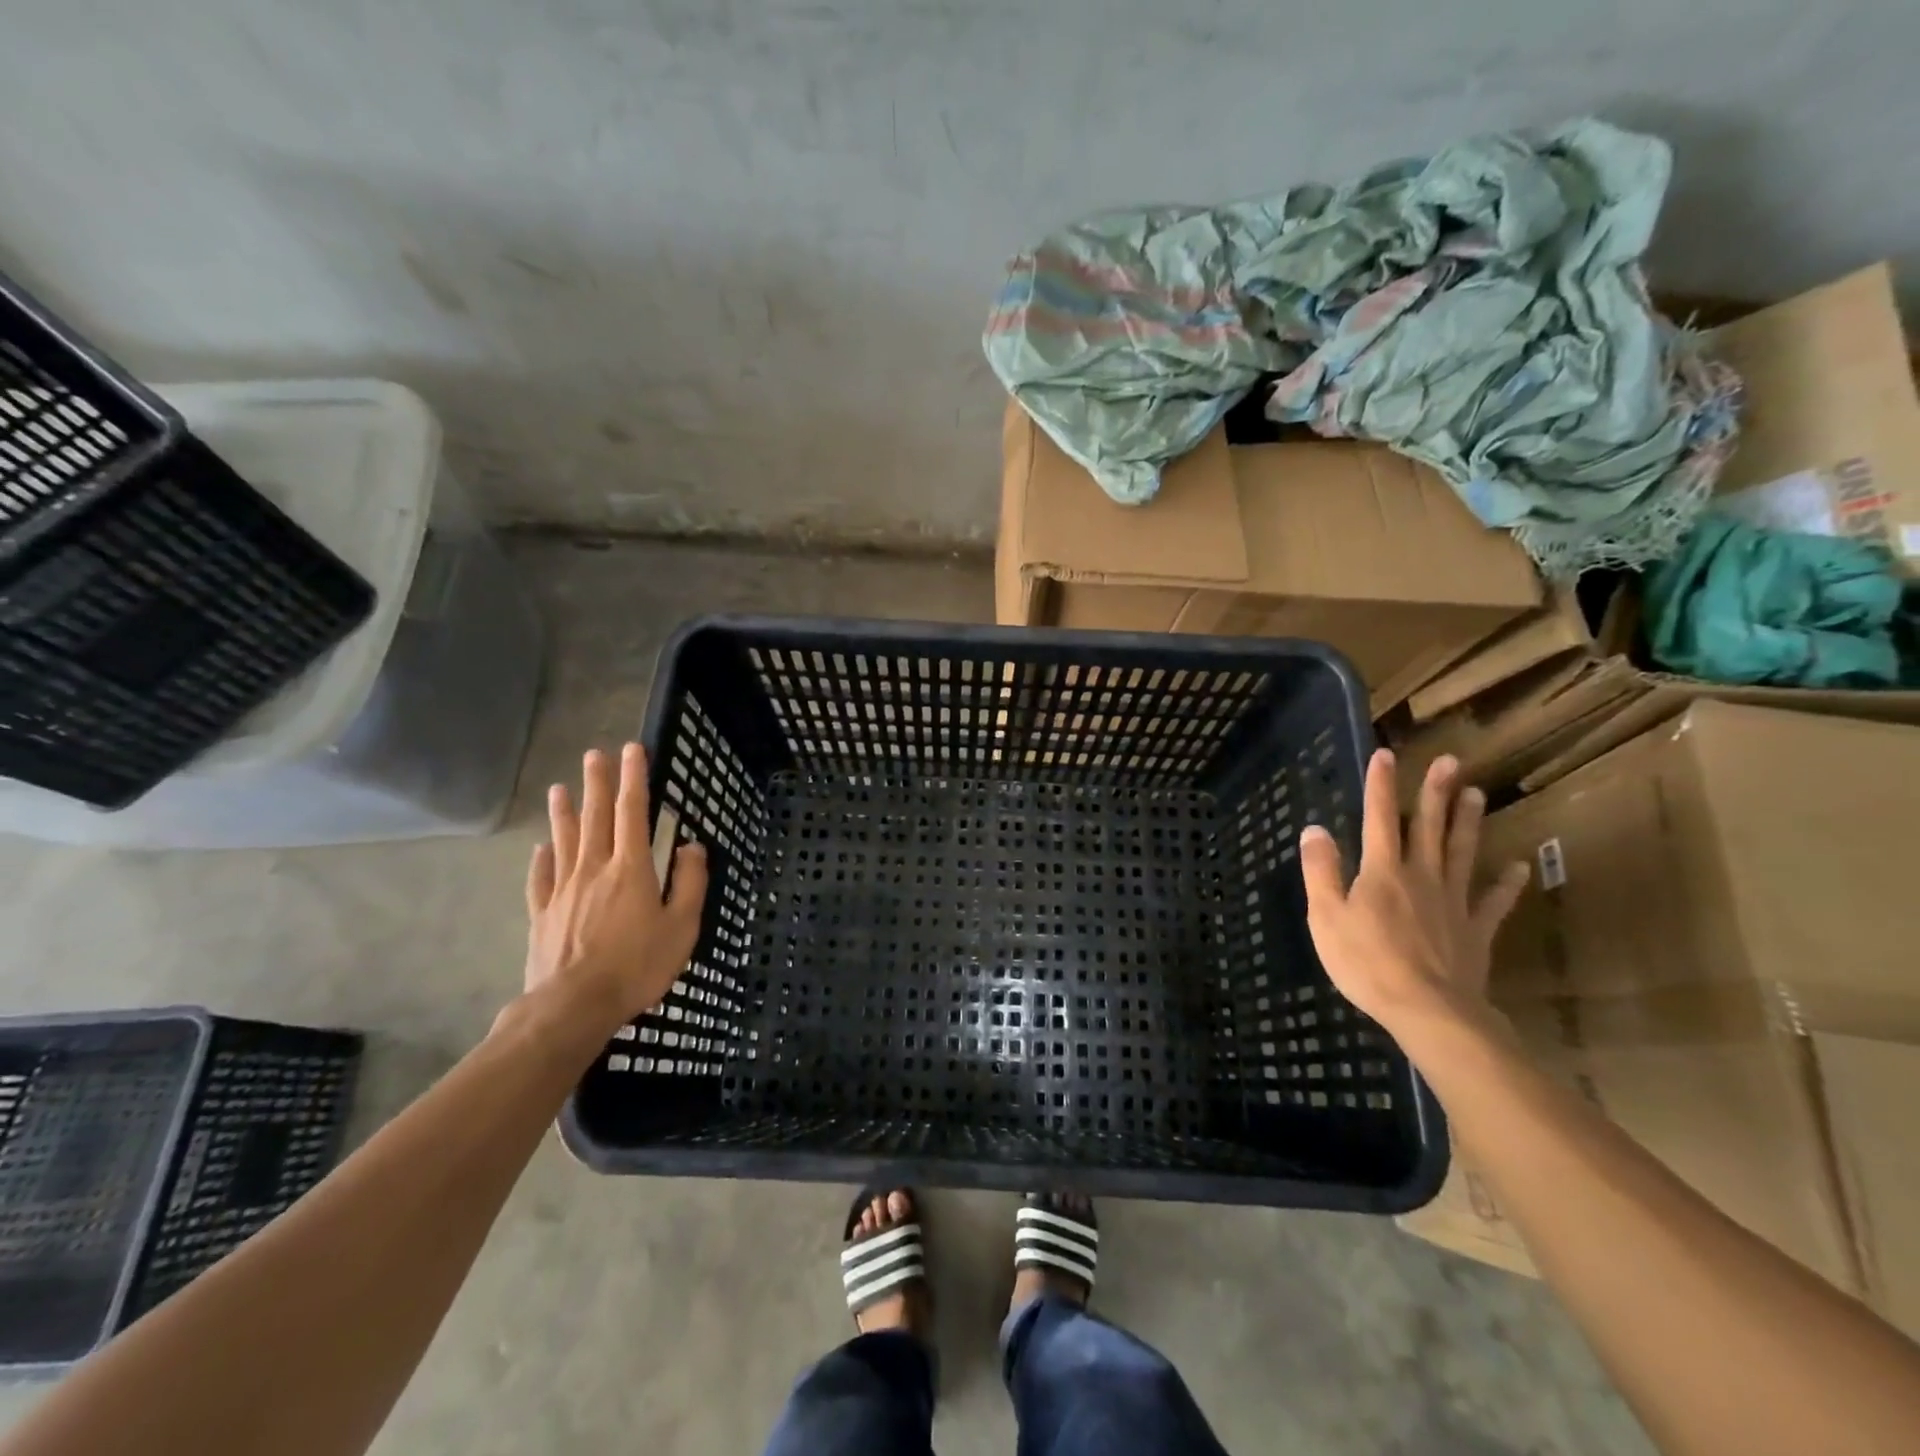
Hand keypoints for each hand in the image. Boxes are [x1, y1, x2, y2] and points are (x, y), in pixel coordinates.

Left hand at [522, 743, 708, 1027]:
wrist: (574, 1005)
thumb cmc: (637, 965)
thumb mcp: (682, 926)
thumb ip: (690, 883)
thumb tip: (691, 846)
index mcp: (631, 868)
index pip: (633, 812)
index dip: (634, 778)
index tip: (632, 750)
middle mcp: (595, 868)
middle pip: (596, 817)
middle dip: (598, 783)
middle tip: (594, 754)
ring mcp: (564, 890)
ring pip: (564, 840)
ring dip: (565, 812)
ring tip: (560, 788)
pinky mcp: (543, 913)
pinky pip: (541, 878)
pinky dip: (541, 858)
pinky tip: (540, 847)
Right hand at [1299, 749, 1528, 1033]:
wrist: (1428, 1009)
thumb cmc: (1367, 962)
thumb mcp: (1326, 916)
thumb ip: (1321, 871)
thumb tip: (1315, 828)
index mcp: (1382, 872)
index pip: (1378, 818)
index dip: (1380, 786)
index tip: (1386, 754)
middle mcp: (1421, 876)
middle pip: (1428, 827)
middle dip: (1434, 793)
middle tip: (1449, 761)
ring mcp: (1453, 902)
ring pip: (1461, 853)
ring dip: (1467, 822)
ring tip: (1476, 794)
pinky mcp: (1475, 930)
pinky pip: (1493, 902)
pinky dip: (1506, 884)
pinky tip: (1518, 867)